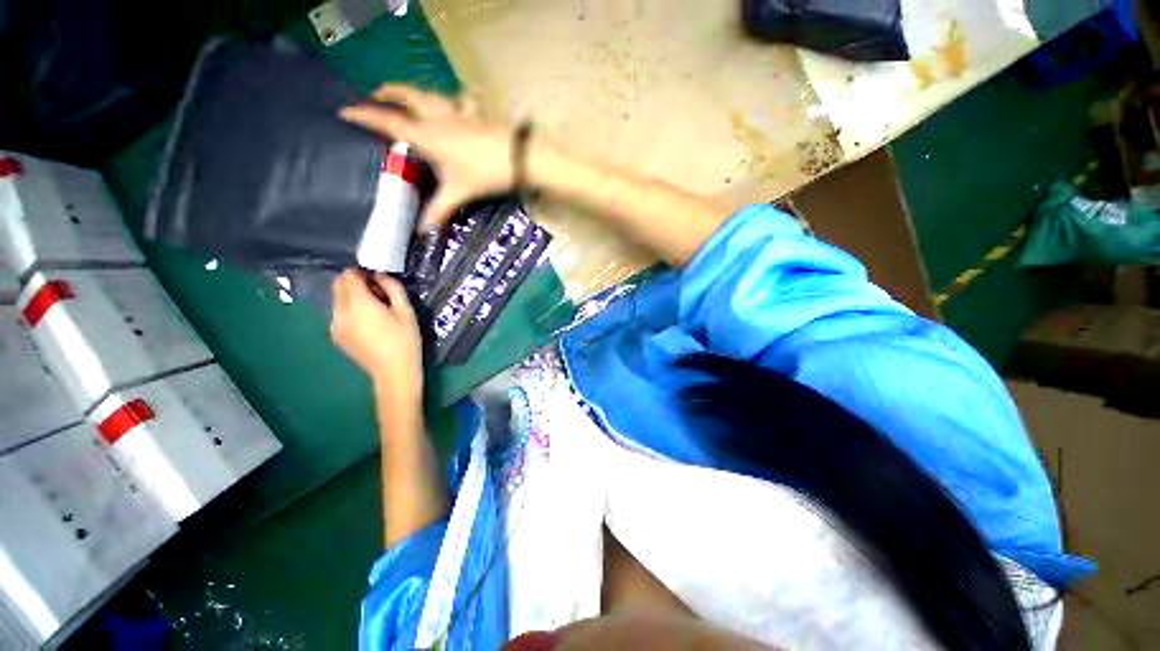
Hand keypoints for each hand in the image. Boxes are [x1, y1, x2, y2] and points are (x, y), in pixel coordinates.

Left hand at [330, 271, 422, 405]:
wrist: (393, 373)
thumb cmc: (404, 340)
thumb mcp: (406, 311)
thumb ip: (393, 288)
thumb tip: (380, 276)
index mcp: (357, 303)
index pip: (349, 275)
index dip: (364, 273)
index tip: (380, 281)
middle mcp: (340, 311)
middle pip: (339, 285)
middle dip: (356, 283)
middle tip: (380, 295)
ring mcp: (335, 325)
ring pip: (338, 300)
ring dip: (353, 297)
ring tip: (376, 311)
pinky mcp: (336, 336)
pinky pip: (339, 314)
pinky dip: (350, 310)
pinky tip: (370, 324)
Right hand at [340, 84, 514, 229]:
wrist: (521, 157)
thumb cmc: (485, 173)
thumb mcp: (460, 192)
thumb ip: (439, 210)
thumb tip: (421, 231)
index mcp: (426, 133)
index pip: (386, 120)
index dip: (363, 115)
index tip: (343, 110)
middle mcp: (437, 116)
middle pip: (405, 95)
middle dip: (387, 92)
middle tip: (375, 96)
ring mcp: (457, 111)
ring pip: (428, 93)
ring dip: (413, 93)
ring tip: (406, 99)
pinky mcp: (475, 113)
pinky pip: (457, 100)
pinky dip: (449, 100)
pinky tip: (454, 106)